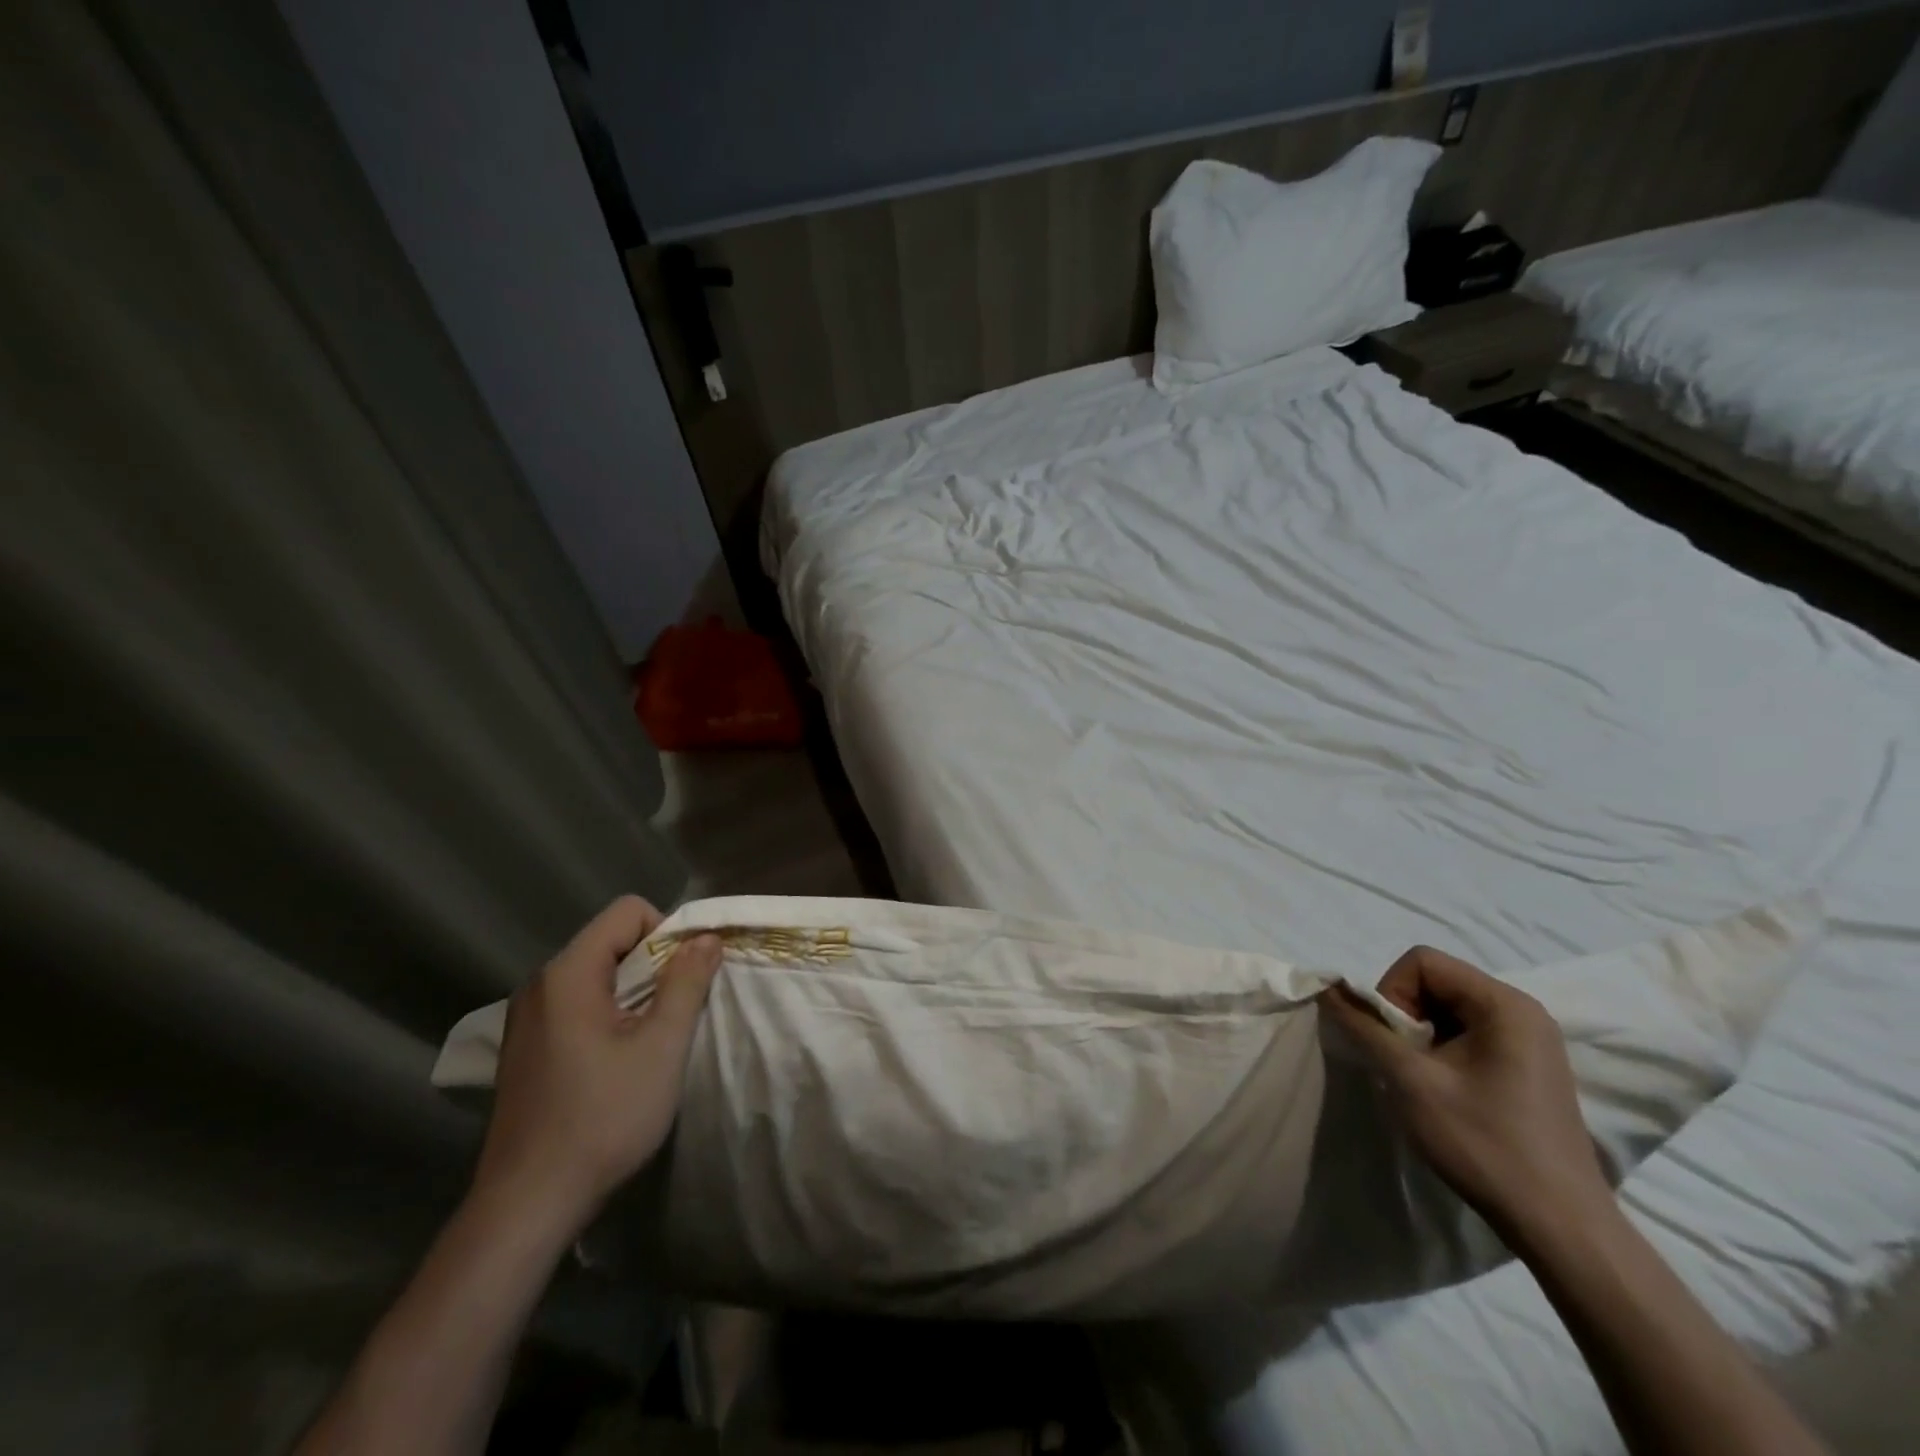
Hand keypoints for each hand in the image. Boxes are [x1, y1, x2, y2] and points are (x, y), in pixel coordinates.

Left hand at [470, 897, 720, 1236]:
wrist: (526, 1206)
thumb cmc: (602, 1118)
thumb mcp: (661, 1047)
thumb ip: (686, 982)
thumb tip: (706, 937)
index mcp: (567, 974)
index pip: (628, 912)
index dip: (668, 932)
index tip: (687, 978)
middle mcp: (539, 985)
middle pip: (611, 941)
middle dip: (654, 964)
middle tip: (675, 1012)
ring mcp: (525, 1018)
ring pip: (596, 974)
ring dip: (633, 992)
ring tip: (650, 1039)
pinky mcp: (524, 1048)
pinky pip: (577, 1004)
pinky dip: (608, 1015)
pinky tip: (617, 1061)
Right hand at [1321, 945, 1610, 1241]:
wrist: (1560, 1227)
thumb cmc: (1484, 1143)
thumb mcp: (1410, 1080)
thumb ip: (1365, 1027)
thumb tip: (1328, 989)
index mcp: (1504, 1004)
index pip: (1422, 962)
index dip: (1392, 993)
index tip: (1394, 1042)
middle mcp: (1522, 1011)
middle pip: (1436, 981)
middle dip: (1406, 1015)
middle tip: (1405, 1062)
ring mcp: (1531, 1040)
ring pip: (1448, 1008)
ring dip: (1422, 1035)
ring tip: (1424, 1079)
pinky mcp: (1529, 1066)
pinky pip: (1469, 1033)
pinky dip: (1443, 1050)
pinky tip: (1446, 1090)